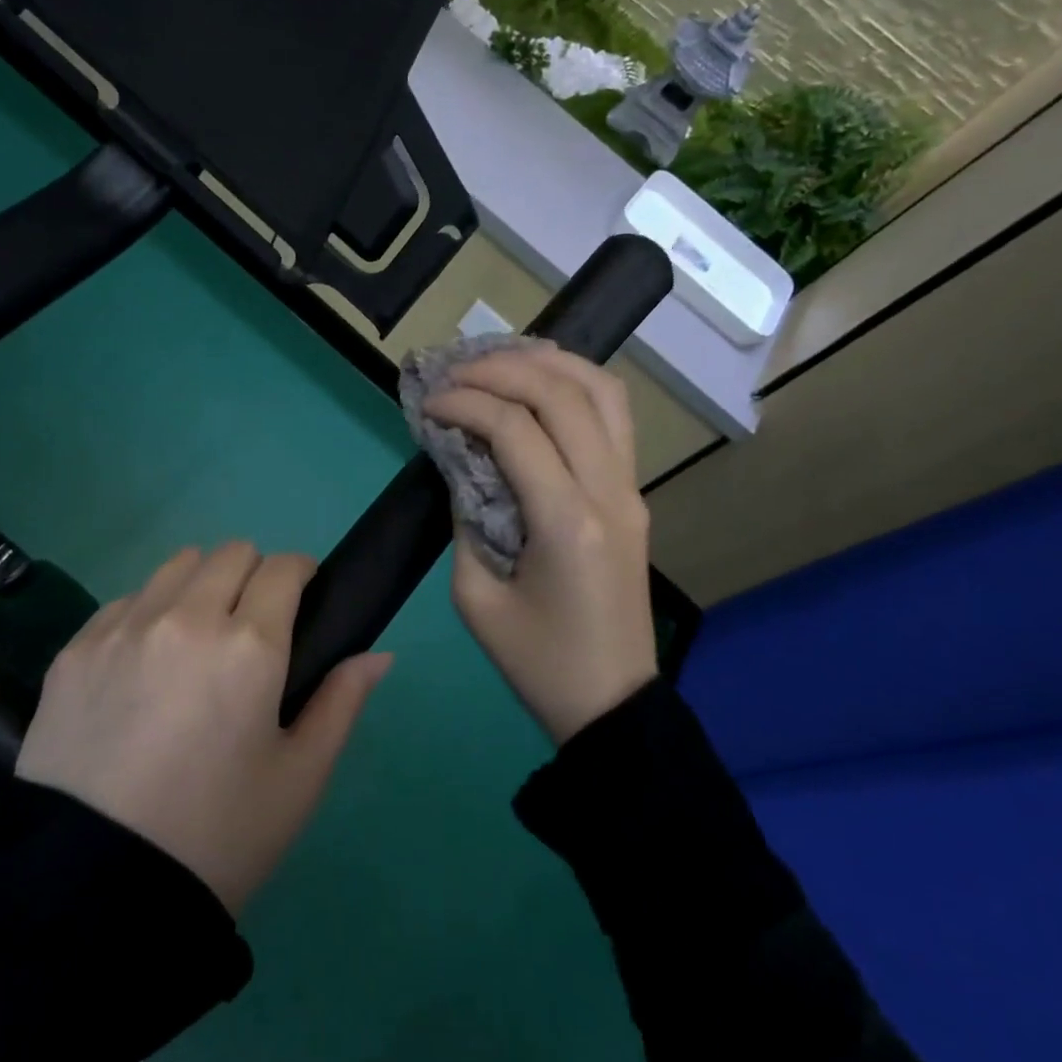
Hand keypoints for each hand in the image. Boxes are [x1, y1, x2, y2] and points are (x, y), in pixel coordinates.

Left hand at [15, 543, 391, 915]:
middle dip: (254, 575)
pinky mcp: (75, 650)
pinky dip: (149, 613)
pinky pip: (126, 601)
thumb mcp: (299, 779)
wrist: (90, 897)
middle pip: (232, 552)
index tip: (302, 600)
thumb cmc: (216, 838)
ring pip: (177, 565)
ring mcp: (123, 628)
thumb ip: (342, 702)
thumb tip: (379, 654)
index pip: (284, 567)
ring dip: (201, 585)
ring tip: (197, 639)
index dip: (302, 575)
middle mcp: (185, 618)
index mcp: (249, 646)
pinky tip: (144, 666)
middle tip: (252, 628)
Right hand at [425, 346, 657, 743]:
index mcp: (567, 522)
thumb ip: (465, 517)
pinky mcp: (634, 494)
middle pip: (562, 394)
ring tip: (501, 359)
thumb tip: (461, 459)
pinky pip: (615, 417)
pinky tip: (540, 384)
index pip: (515, 429)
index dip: (465, 403)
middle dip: (502, 368)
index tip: (427, 404)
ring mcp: (631, 489)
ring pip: (603, 392)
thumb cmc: (538, 662)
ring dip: (550, 363)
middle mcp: (609, 492)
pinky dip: (576, 385)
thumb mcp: (476, 598)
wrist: (613, 703)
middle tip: (455, 371)